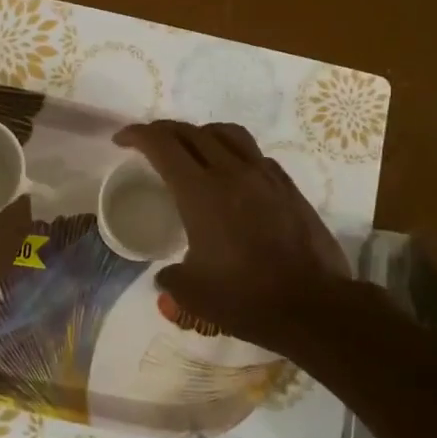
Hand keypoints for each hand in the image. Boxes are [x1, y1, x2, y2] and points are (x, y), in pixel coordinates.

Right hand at [114, 120, 350, 344]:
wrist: (314, 306)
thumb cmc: (246, 298)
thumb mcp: (192, 294)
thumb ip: (170, 278)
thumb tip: (166, 276)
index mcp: (200, 192)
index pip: (162, 144)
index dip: (137, 135)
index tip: (121, 140)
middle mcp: (232, 172)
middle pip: (192, 132)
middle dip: (163, 131)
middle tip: (148, 143)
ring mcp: (265, 176)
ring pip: (228, 134)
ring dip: (201, 133)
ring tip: (191, 148)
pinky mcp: (288, 188)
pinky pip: (255, 155)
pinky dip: (233, 153)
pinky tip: (231, 175)